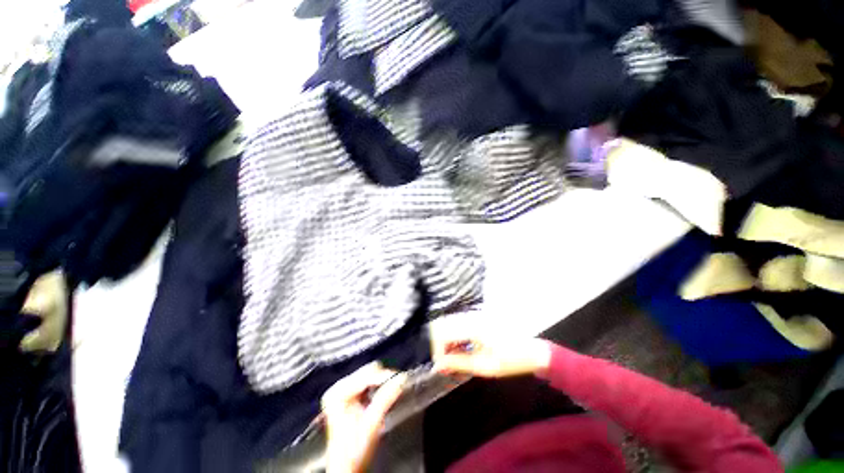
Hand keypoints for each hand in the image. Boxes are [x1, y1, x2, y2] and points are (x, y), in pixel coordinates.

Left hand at [322, 362, 406, 472]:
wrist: (346, 469)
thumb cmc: (354, 451)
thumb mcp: (371, 424)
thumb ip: (386, 399)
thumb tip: (401, 379)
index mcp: (338, 393)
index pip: (366, 375)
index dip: (385, 377)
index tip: (401, 379)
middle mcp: (338, 388)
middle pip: (367, 372)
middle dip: (384, 379)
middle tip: (399, 384)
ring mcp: (342, 391)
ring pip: (369, 375)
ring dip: (381, 382)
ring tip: (393, 389)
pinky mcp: (349, 395)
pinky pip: (368, 382)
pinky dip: (377, 387)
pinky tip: (384, 394)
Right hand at [430, 320, 551, 377]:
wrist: (534, 351)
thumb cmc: (512, 360)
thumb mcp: (485, 367)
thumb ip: (459, 363)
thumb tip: (439, 366)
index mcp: (473, 326)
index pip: (442, 332)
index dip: (437, 351)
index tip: (442, 367)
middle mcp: (471, 316)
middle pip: (443, 325)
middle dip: (441, 346)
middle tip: (447, 364)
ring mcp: (474, 315)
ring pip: (449, 324)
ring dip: (447, 342)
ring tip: (455, 359)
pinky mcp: (477, 318)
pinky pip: (458, 325)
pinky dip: (455, 338)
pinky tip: (463, 350)